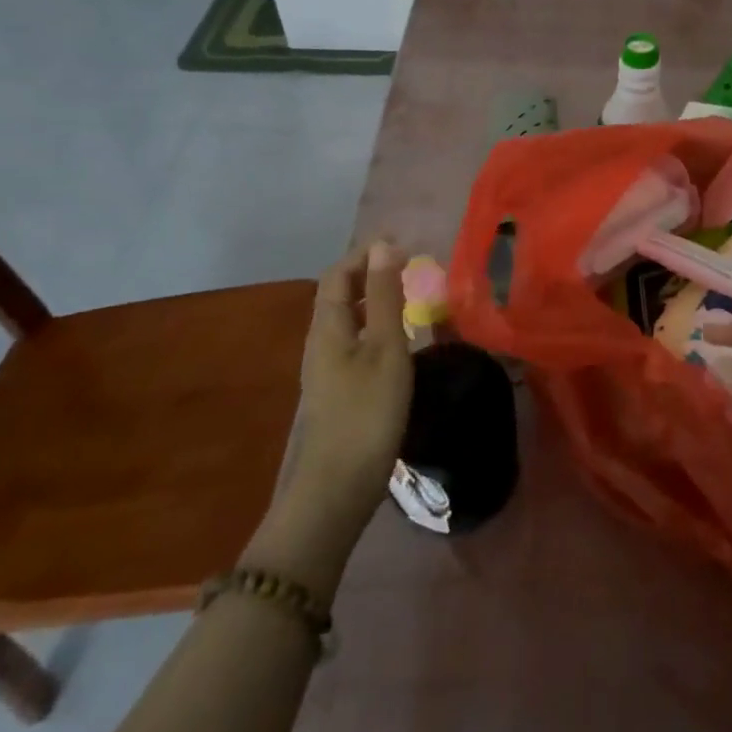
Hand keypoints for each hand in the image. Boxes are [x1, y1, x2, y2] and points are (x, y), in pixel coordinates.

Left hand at [290, 242, 414, 527]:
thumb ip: (384, 297)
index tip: (405, 247)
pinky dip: (374, 327)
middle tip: (412, 269)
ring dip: (373, 301)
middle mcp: (319, 342)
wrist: (338, 486)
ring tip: (410, 299)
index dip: (366, 254)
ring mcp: (325, 369)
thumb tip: (384, 245)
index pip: (338, 273)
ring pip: (346, 320)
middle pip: (338, 295)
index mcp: (327, 326)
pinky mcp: (337, 390)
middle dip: (370, 274)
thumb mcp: (385, 347)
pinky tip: (398, 342)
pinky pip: (353, 342)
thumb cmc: (367, 410)